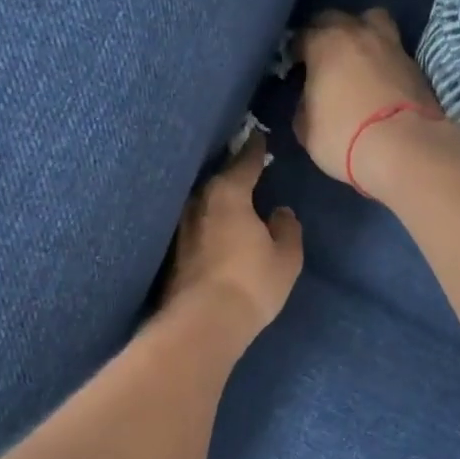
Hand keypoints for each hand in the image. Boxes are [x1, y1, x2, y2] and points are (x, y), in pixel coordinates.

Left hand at [164, 134, 302, 336]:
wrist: (202, 323)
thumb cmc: (251, 283)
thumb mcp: (286, 256)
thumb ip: (287, 228)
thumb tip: (279, 212)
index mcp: (228, 193)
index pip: (244, 162)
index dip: (254, 148)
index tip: (258, 135)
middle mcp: (199, 202)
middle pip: (218, 179)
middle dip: (232, 172)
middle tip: (247, 167)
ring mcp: (181, 227)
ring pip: (204, 203)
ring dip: (217, 199)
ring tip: (233, 198)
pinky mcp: (172, 252)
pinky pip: (197, 225)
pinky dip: (208, 222)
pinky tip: (217, 228)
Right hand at [295, 9, 444, 191]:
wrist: (406, 149)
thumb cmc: (345, 137)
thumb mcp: (307, 129)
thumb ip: (304, 106)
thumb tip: (310, 99)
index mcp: (325, 44)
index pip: (301, 35)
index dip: (295, 51)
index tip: (294, 67)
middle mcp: (357, 33)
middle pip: (335, 18)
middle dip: (324, 33)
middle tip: (321, 58)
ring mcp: (390, 44)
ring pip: (371, 20)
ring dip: (360, 31)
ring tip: (355, 56)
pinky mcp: (414, 62)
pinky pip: (390, 46)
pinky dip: (381, 55)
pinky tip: (378, 75)